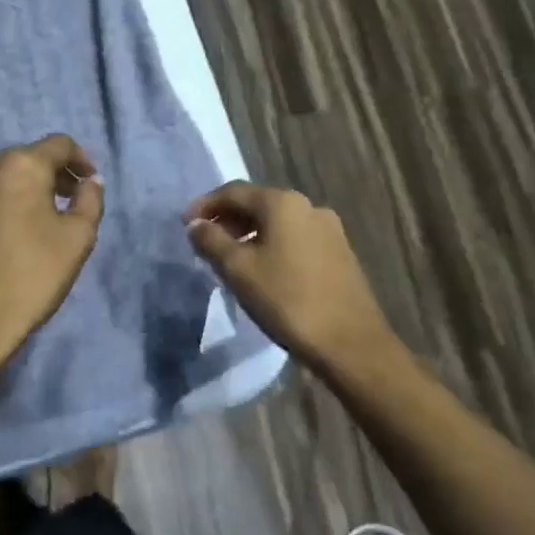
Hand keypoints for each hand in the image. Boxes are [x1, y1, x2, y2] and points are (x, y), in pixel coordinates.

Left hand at [0, 133, 104, 364]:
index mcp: (21, 167)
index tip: (88, 183)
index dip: (80, 159)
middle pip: (25, 159)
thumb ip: (90, 200)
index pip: (59, 144)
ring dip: (18, 191)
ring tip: (31, 222)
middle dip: (49, 175)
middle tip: (66, 203)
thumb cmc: (31, 276)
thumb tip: (88, 183)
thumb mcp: (78, 239)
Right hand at [184, 181, 393, 369]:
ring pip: (278, 222)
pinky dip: (272, 245)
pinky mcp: (339, 253)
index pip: (234, 191)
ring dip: (249, 233)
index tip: (184, 224)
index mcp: (283, 203)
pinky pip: (295, 238)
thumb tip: (196, 225)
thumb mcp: (238, 270)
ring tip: (229, 257)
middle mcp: (309, 206)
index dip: (205, 205)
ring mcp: (329, 230)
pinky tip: (262, 269)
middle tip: (204, 240)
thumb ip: (211, 241)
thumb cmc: (287, 300)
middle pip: (258, 204)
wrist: (350, 343)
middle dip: (228, 219)